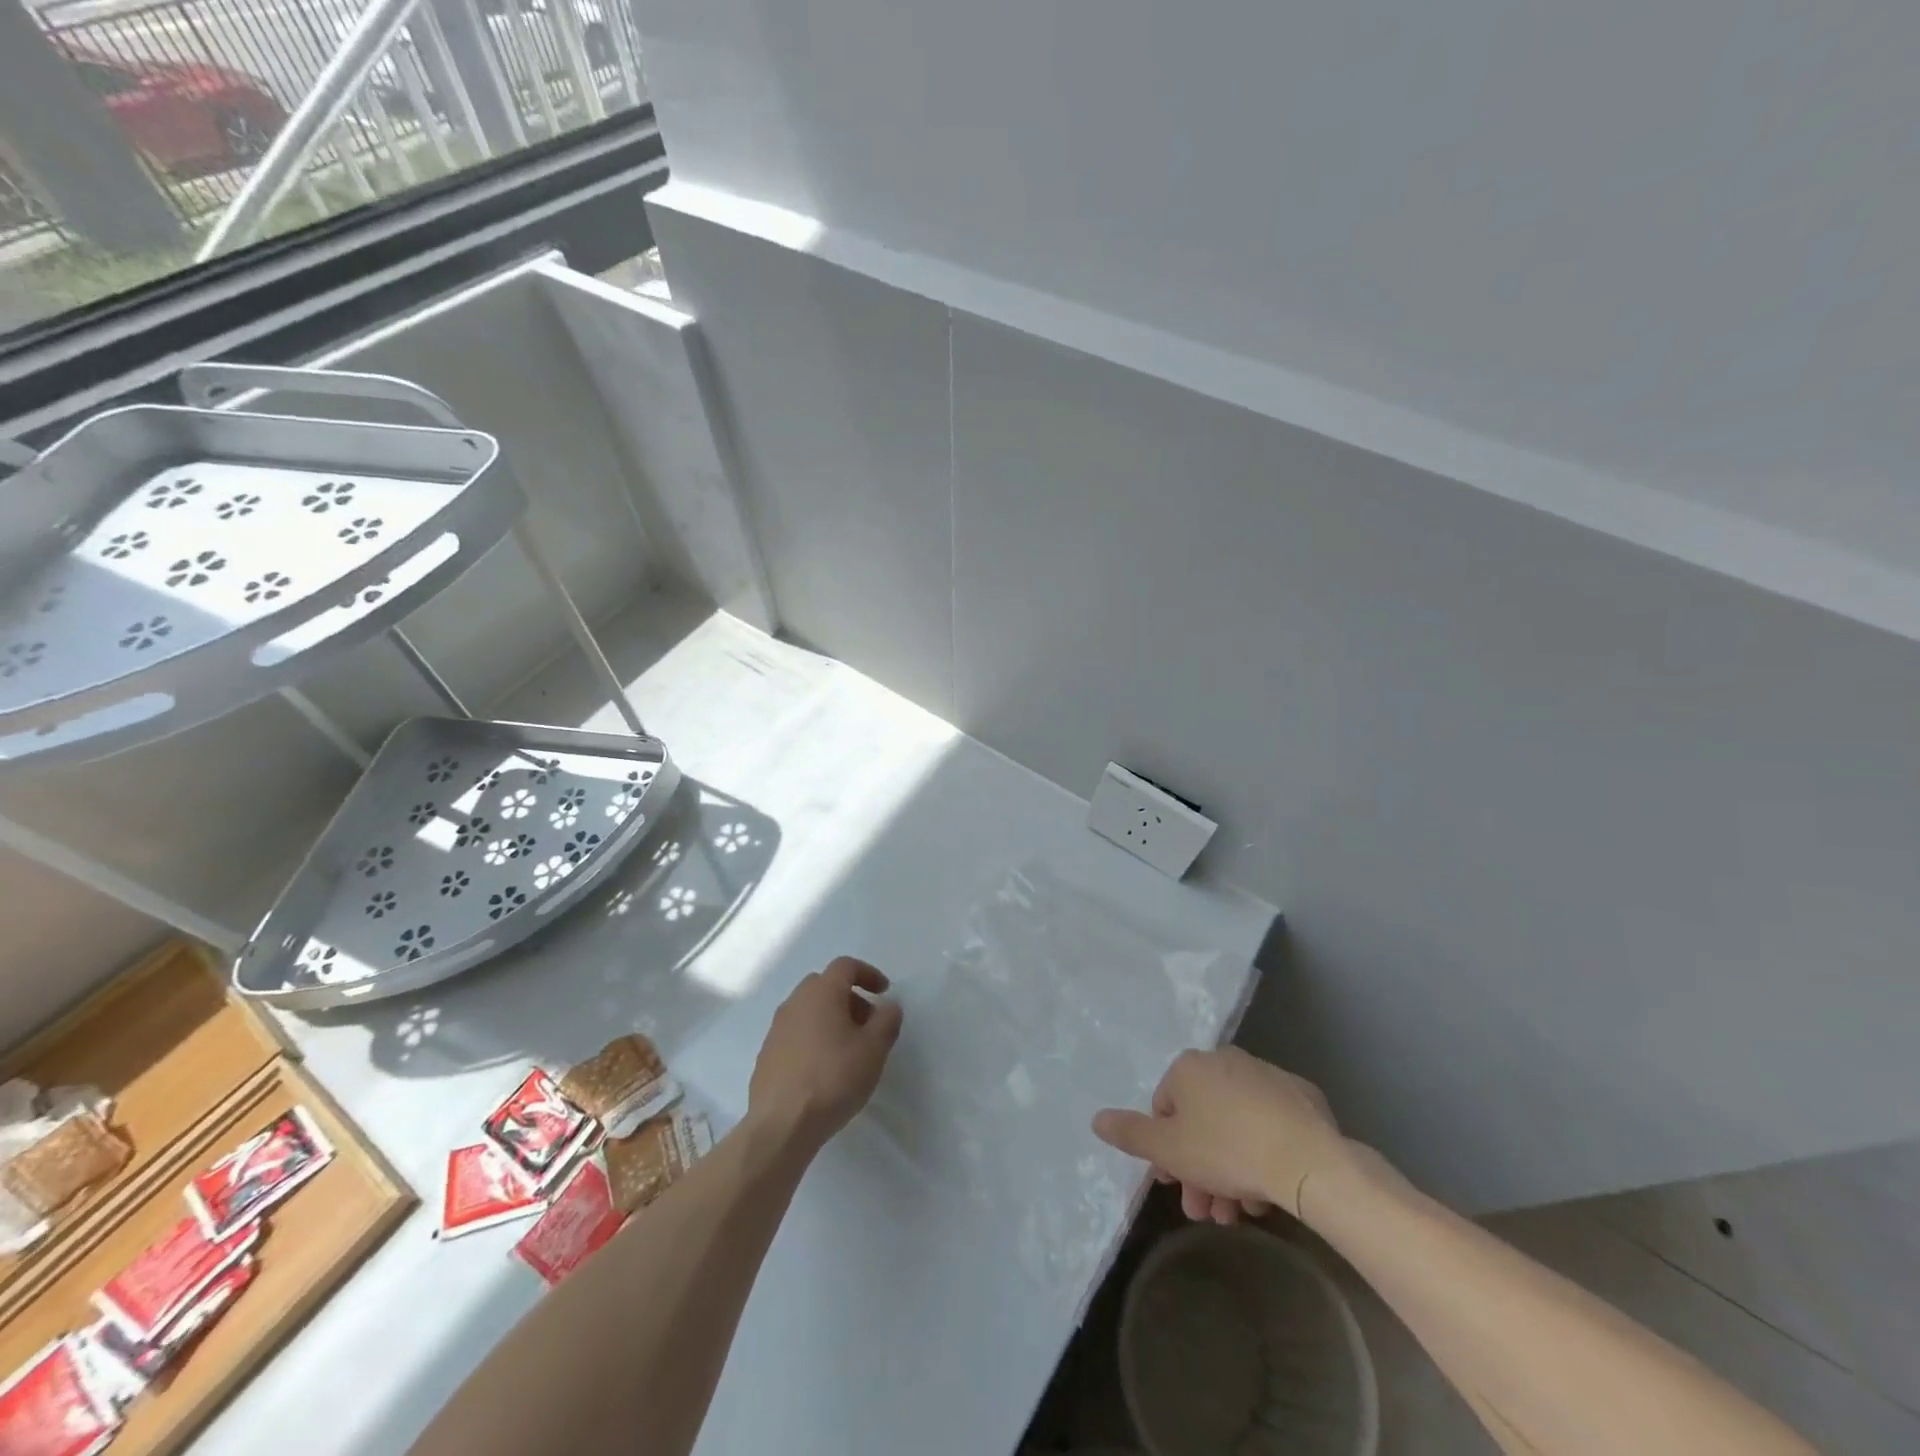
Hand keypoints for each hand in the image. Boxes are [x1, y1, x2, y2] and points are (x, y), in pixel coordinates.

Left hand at [748, 957, 902, 1155]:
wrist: (782, 1125)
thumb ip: (887, 1020)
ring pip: (808, 1011)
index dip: (868, 974)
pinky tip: (824, 1069)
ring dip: (830, 1019)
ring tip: (848, 1049)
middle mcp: (795, 1003)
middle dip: (849, 997)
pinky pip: (795, 1034)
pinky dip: (813, 1039)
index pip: (845, 966)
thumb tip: (888, 1006)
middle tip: (867, 1022)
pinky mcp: (766, 1055)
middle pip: (825, 986)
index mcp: (821, 993)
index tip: (884, 992)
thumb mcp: (874, 1049)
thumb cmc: (833, 1078)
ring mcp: (776, 1029)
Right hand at [1092, 1048, 1351, 1224]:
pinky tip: (1267, 1191)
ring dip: (1230, 1170)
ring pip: (1237, 1126)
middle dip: (1199, 1169)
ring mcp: (1266, 1075)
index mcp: (1190, 1067)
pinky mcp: (1301, 1097)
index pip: (1165, 1108)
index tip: (1176, 1185)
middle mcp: (1225, 1060)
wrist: (1308, 1160)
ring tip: (1239, 1214)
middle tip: (1207, 1212)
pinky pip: (1270, 1125)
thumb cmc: (1227, 1150)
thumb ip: (1130, 1134)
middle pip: (1202, 1120)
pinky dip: (1263, 1153)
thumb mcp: (1169, 1149)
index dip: (1167, 1151)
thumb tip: (1097, 1118)